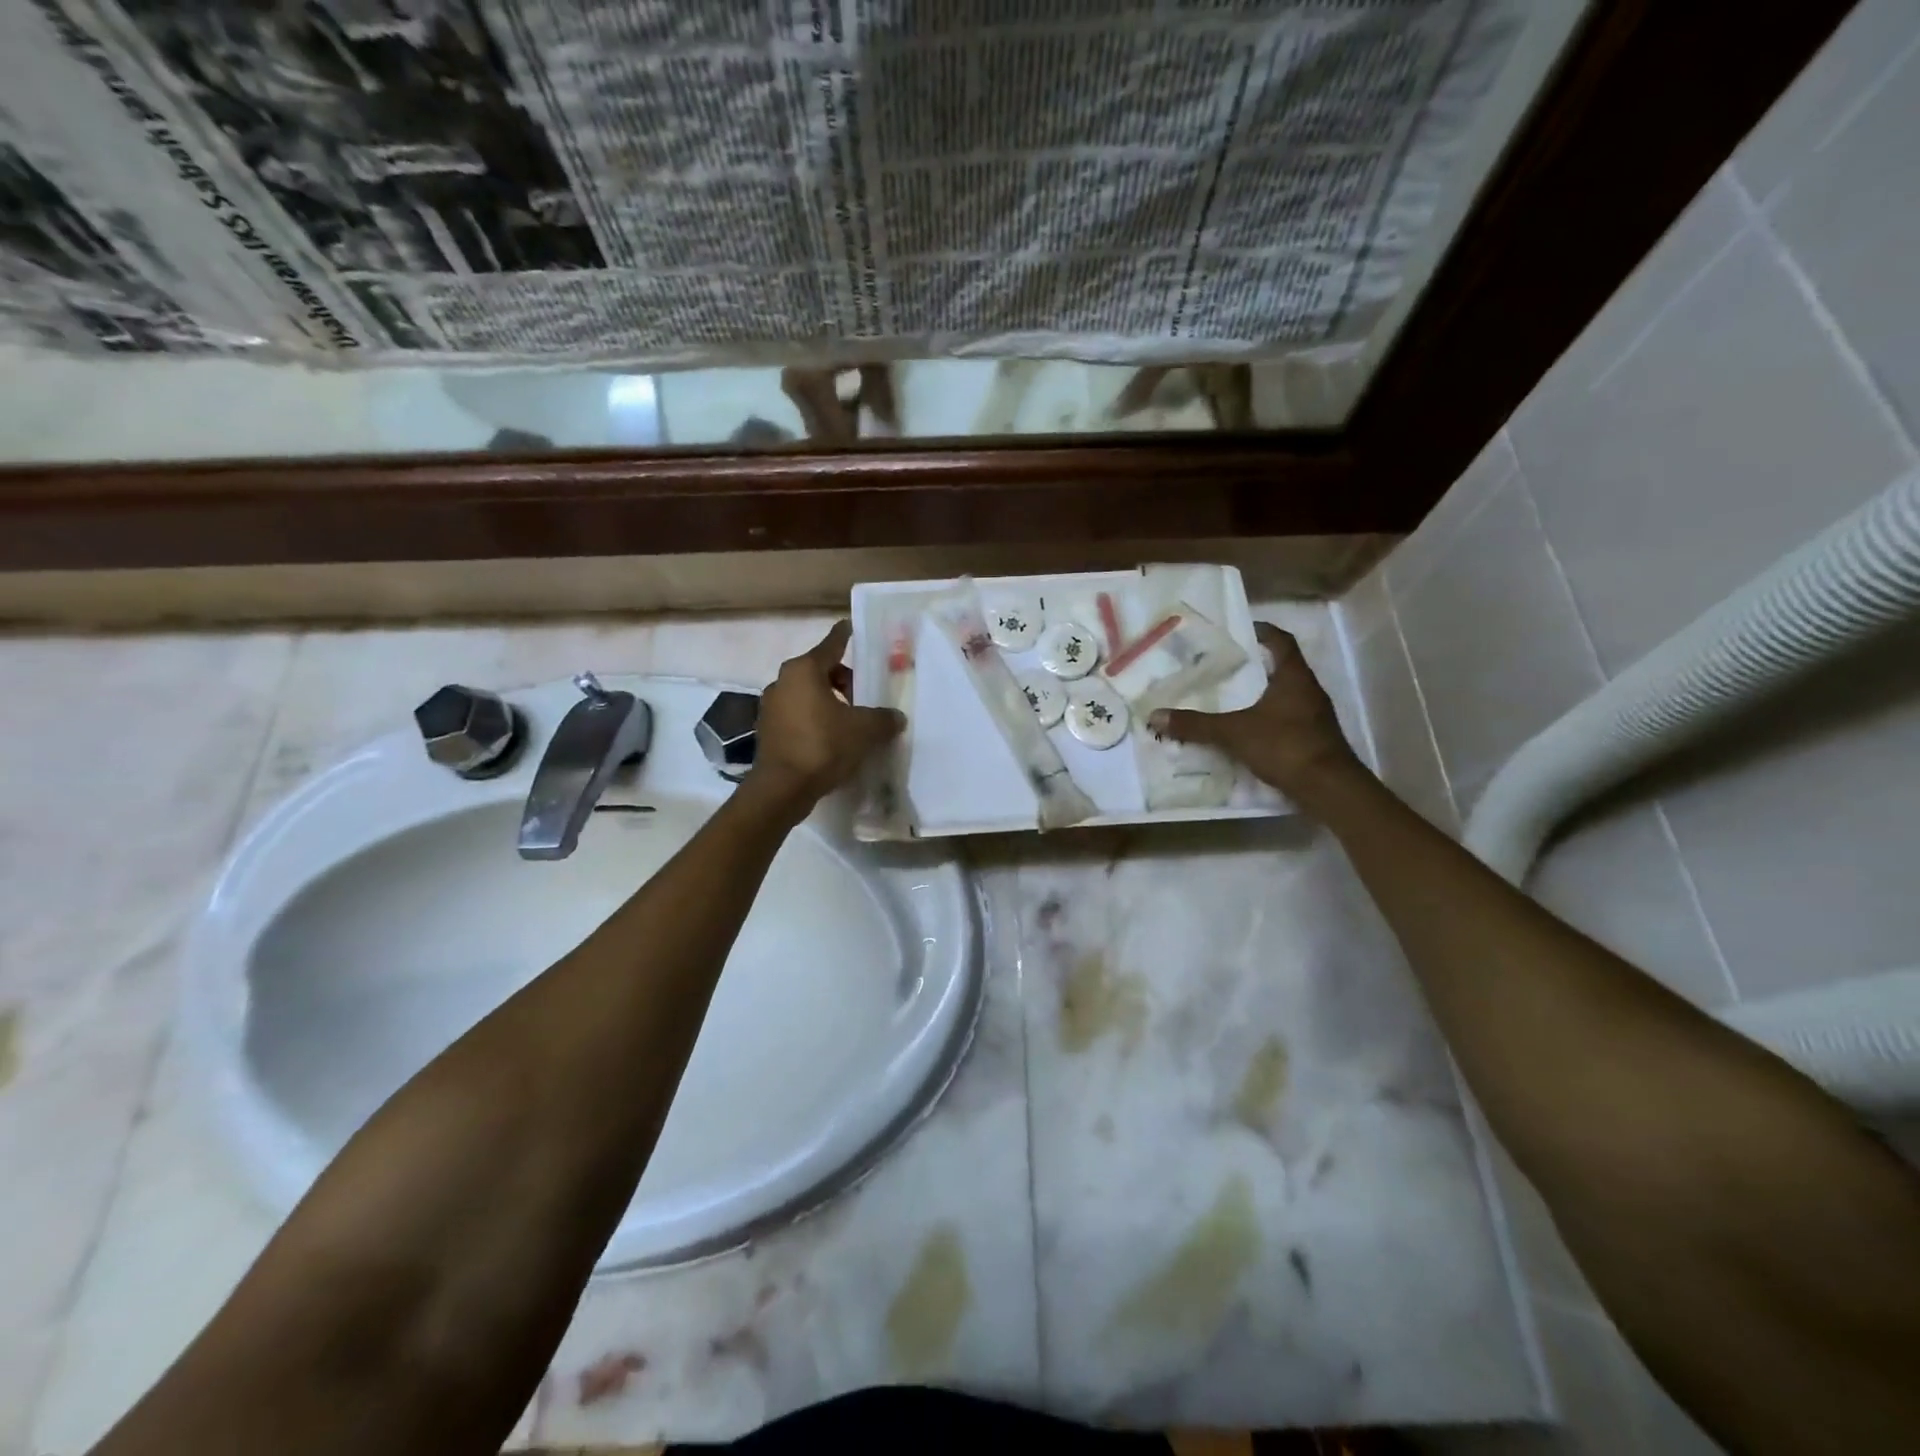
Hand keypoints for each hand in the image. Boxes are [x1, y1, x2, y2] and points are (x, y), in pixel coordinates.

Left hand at [745, 620, 904, 816]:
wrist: (782, 788)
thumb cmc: (823, 746)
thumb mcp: (864, 730)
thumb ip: (883, 718)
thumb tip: (896, 717)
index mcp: (805, 670)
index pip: (832, 644)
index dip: (845, 635)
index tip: (851, 626)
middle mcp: (783, 681)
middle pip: (821, 670)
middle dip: (844, 680)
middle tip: (865, 696)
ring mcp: (771, 706)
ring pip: (808, 694)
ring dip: (830, 701)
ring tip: (851, 721)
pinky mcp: (768, 730)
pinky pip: (798, 715)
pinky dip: (815, 719)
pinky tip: (832, 738)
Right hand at [1149, 622, 1362, 801]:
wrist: (1328, 788)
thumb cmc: (1285, 745)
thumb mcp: (1234, 732)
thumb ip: (1196, 725)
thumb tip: (1155, 716)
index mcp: (1294, 677)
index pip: (1281, 642)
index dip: (1263, 632)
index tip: (1242, 630)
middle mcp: (1308, 691)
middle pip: (1282, 668)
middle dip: (1255, 666)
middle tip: (1224, 666)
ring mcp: (1314, 716)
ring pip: (1284, 696)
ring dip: (1261, 694)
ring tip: (1230, 698)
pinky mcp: (1313, 739)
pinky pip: (1286, 720)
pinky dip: (1266, 720)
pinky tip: (1246, 730)